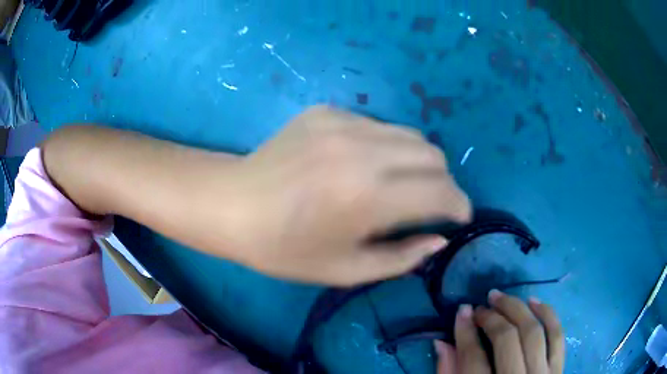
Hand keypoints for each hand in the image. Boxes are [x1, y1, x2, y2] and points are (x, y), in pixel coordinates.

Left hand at [231, 105, 470, 284]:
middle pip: (433, 156)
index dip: (459, 205)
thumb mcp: (345, 270)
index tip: (459, 217)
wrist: (232, 205)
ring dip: (418, 162)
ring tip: (400, 184)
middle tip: (429, 204)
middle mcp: (363, 150)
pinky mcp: (327, 111)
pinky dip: (385, 147)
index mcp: (368, 197)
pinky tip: (361, 164)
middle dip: (442, 182)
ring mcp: (343, 122)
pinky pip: (377, 126)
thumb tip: (440, 239)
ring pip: (410, 135)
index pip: (441, 191)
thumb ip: (402, 258)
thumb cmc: (284, 249)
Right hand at [436, 291, 564, 373]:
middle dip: (492, 317)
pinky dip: (548, 313)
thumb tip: (442, 342)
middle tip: (481, 305)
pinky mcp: (558, 369)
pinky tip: (533, 301)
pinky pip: (557, 335)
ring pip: (534, 331)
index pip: (473, 359)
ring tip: (501, 297)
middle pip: (507, 339)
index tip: (462, 310)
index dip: (465, 331)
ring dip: (517, 308)